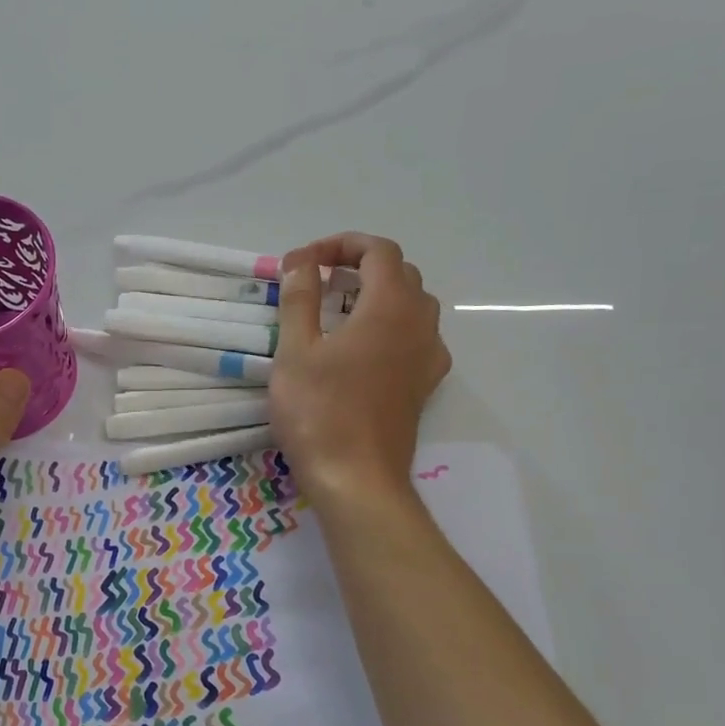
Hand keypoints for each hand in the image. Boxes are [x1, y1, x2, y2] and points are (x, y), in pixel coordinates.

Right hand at [272, 233, 450, 509]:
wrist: (357, 480)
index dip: (341, 245)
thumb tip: (301, 261)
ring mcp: (428, 358)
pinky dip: (390, 326)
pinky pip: (416, 338)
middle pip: (400, 274)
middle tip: (318, 281)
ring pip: (413, 305)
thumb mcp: (296, 350)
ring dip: (377, 295)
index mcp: (390, 307)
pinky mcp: (424, 385)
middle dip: (360, 266)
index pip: (378, 251)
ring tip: (337, 311)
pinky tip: (362, 348)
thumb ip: (300, 297)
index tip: (305, 263)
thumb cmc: (319, 412)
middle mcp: (420, 325)